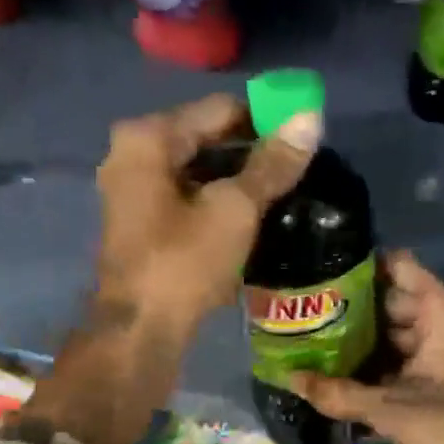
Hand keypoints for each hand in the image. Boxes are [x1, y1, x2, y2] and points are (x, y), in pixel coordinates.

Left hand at [93, 93, 317, 337]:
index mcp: (148, 138)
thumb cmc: (184, 263)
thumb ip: (272, 164)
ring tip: (281, 197)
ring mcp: (133, 192)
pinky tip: (250, 221)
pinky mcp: (141, 225)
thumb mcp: (235, 210)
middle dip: (252, 154)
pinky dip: (217, 205)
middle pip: (207, 140)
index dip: (266, 120)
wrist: (140, 332)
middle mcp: (133, 155)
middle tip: (297, 172)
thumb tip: (311, 117)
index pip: (221, 110)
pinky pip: (188, 200)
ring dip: (237, 183)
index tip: (303, 140)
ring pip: (198, 173)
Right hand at [291, 251, 443, 443]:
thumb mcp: (393, 410)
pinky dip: (376, 372)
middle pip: (390, 304)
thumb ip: (340, 394)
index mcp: (443, 311)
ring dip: (359, 346)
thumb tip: (289, 379)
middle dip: (348, 312)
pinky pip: (403, 366)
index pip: (397, 267)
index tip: (316, 273)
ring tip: (308, 347)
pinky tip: (337, 380)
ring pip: (394, 339)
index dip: (358, 267)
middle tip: (300, 317)